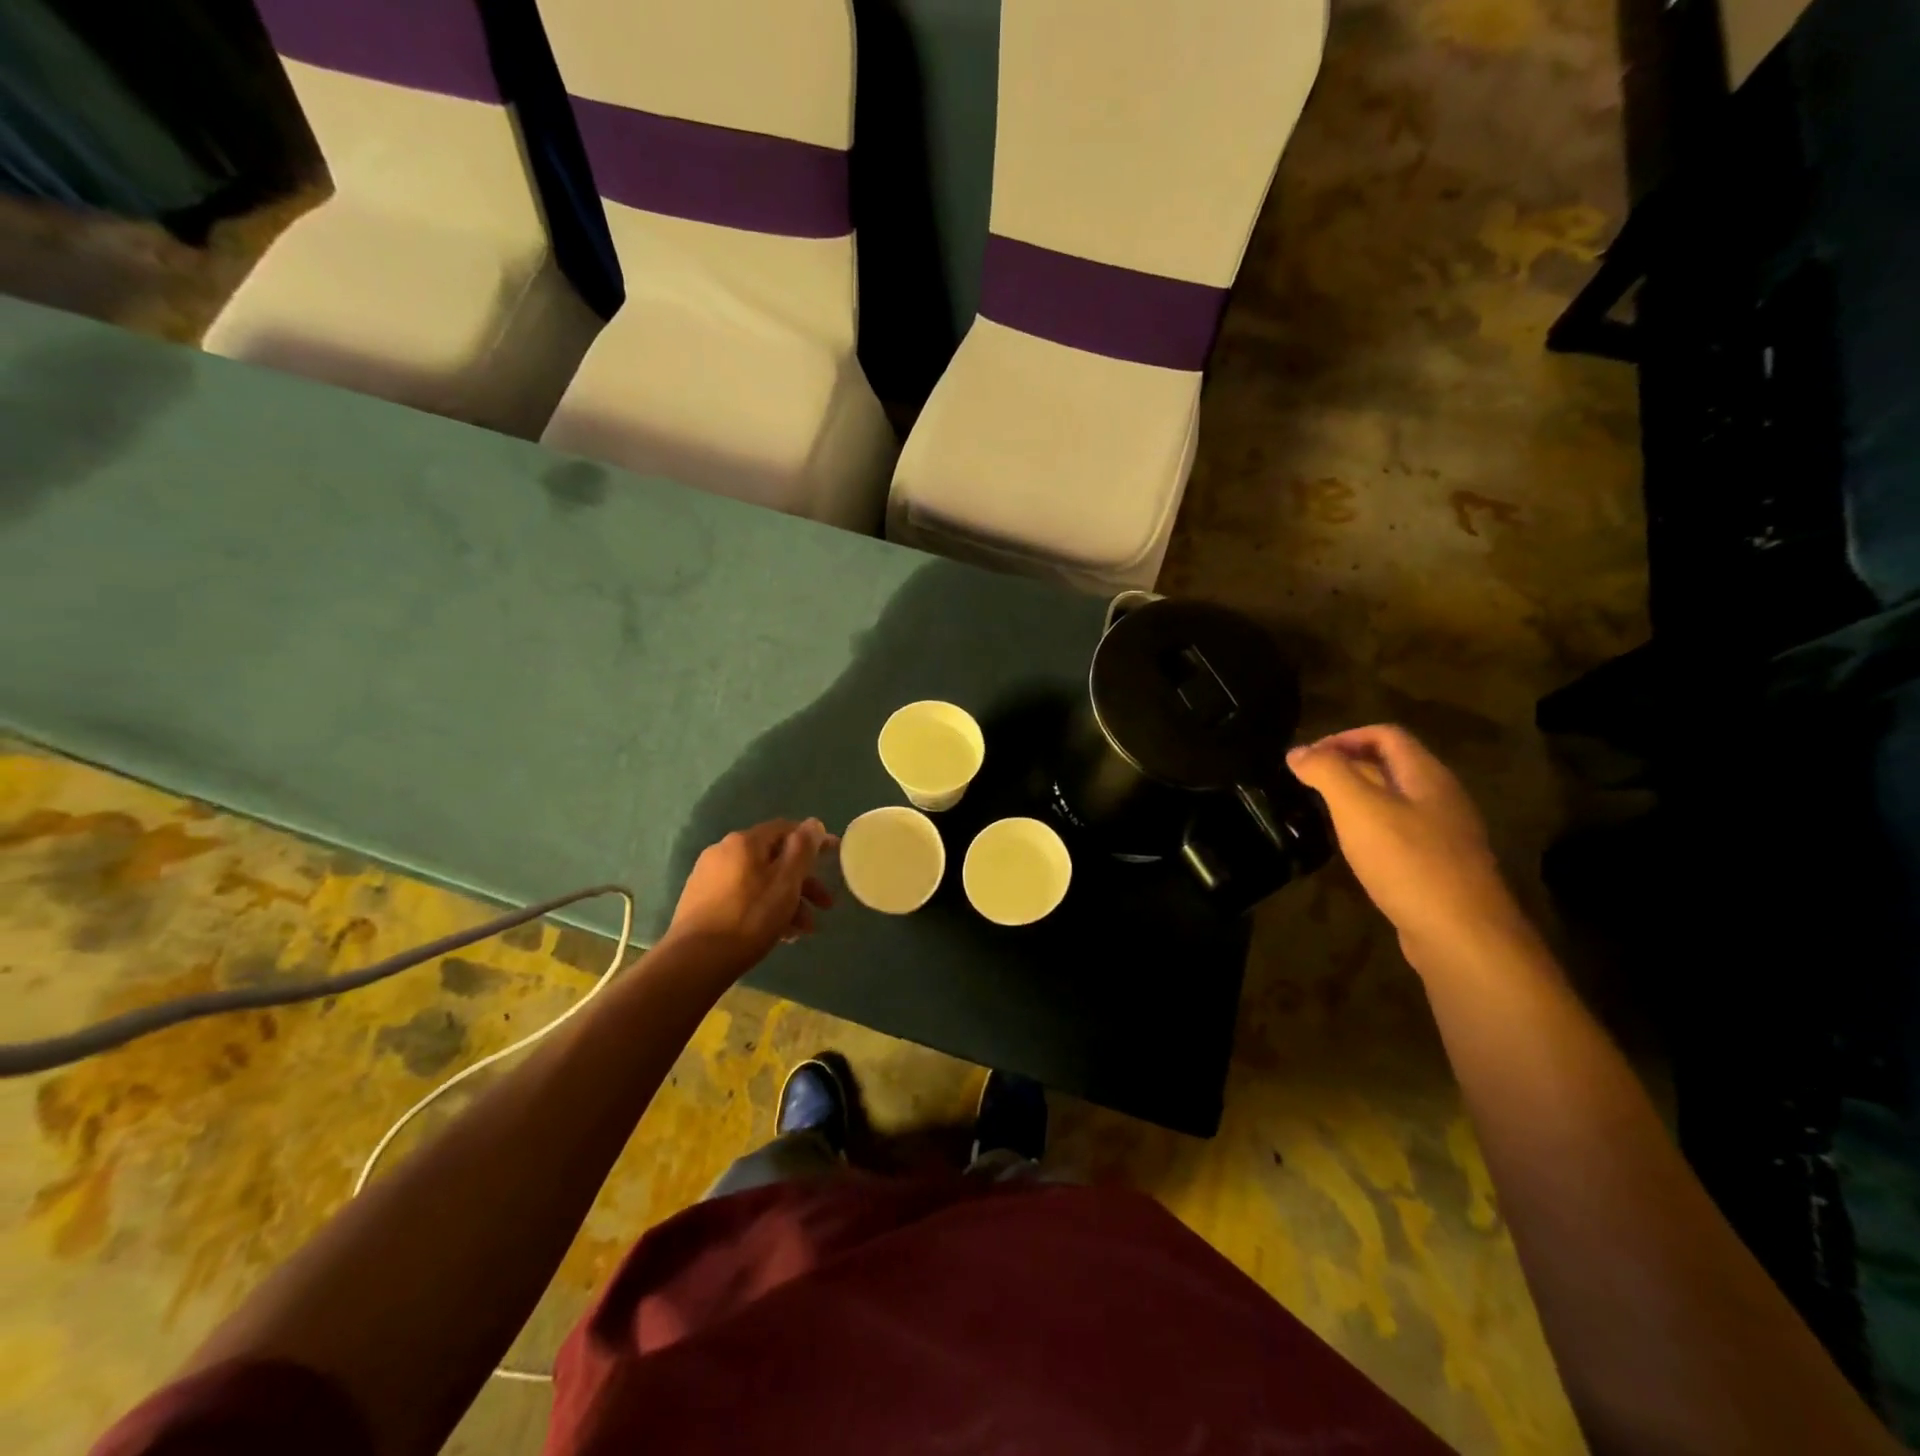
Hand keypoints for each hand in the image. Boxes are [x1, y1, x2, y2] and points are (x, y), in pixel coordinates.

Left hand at [663, 818, 836, 972]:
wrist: (694, 962)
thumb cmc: (750, 918)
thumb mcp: (786, 882)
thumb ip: (803, 849)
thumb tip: (813, 823)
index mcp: (744, 842)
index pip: (786, 829)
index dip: (814, 840)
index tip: (836, 856)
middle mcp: (724, 852)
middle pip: (774, 859)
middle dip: (803, 882)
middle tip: (825, 906)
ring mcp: (709, 878)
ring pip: (760, 882)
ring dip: (787, 901)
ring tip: (802, 931)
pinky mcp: (701, 903)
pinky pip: (743, 897)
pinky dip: (765, 909)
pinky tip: (778, 934)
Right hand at [1288, 726, 1530, 972]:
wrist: (1462, 935)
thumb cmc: (1408, 861)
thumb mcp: (1358, 808)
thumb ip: (1327, 773)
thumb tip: (1298, 752)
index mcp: (1427, 775)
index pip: (1385, 735)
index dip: (1343, 737)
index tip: (1307, 758)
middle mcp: (1441, 798)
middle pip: (1391, 765)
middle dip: (1346, 766)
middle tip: (1307, 784)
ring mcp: (1444, 834)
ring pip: (1395, 800)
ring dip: (1357, 798)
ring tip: (1322, 813)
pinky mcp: (1439, 867)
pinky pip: (1400, 832)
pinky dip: (1370, 828)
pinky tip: (1352, 850)